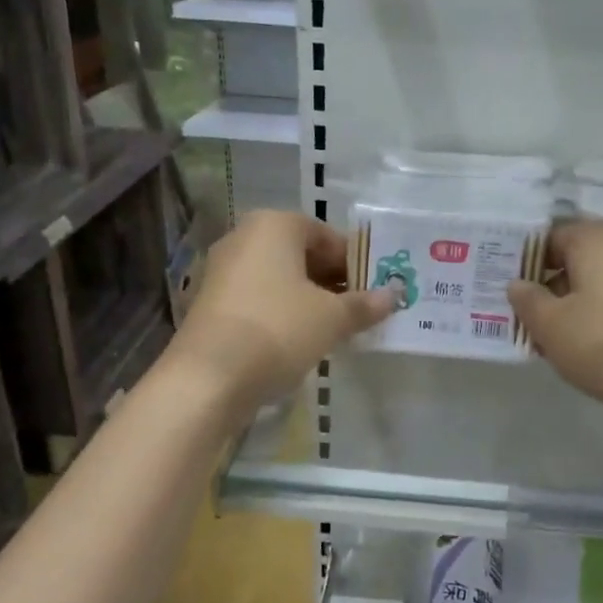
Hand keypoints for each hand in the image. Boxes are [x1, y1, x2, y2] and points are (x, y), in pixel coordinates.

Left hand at [166, 210, 397, 418]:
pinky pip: (258, 298)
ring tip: (334, 328)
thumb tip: (394, 295)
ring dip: (307, 298)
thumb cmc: (278, 329)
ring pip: (278, 278)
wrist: (208, 377)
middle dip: (331, 280)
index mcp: (274, 225)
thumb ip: (365, 304)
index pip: (326, 235)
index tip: (374, 289)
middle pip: (300, 255)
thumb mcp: (332, 318)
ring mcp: (221, 270)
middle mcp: (244, 238)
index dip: (354, 262)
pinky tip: (298, 340)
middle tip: (358, 309)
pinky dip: (281, 312)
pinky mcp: (210, 303)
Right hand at [508, 220, 602, 425]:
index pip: (551, 239)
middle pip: (580, 259)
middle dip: (556, 288)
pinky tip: (597, 346)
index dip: (530, 266)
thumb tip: (518, 285)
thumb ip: (527, 300)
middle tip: (536, 323)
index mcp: (596, 238)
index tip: (519, 296)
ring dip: (581, 304)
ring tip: (563, 342)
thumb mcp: (549, 325)